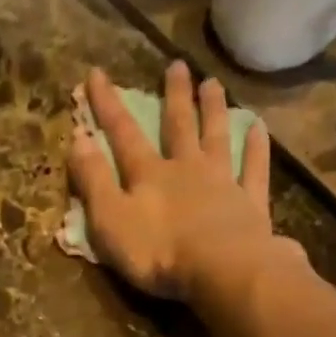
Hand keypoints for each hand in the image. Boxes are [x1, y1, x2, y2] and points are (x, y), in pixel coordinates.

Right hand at [68, 61, 271, 299]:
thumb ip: (93, 180)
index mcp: (148, 174)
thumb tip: (77, 137)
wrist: (222, 270)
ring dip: (213, 111)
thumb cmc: (157, 251)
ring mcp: (222, 183)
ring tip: (213, 84)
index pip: (123, 133)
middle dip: (174, 96)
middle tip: (177, 65)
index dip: (108, 105)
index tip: (97, 73)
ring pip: (216, 138)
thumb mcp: (109, 220)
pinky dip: (255, 148)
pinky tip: (258, 129)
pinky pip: (253, 169)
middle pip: (178, 126)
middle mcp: (186, 169)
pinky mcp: (250, 204)